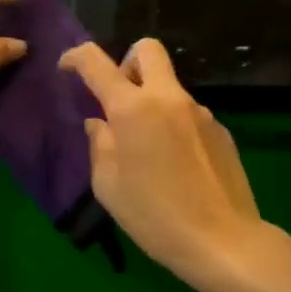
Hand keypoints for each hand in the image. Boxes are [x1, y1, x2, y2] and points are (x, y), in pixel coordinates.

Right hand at [59, 38, 260, 289]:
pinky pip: (188, 114)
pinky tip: (175, 165)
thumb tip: (100, 124)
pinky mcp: (221, 131)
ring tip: (148, 149)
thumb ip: (99, 145)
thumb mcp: (108, 186)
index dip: (75, 57)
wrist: (223, 241)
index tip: (67, 68)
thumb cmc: (154, 216)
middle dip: (126, 62)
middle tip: (118, 98)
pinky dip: (173, 126)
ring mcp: (200, 111)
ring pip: (169, 87)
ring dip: (152, 102)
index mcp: (132, 108)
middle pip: (147, 50)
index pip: (96, 63)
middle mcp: (168, 98)